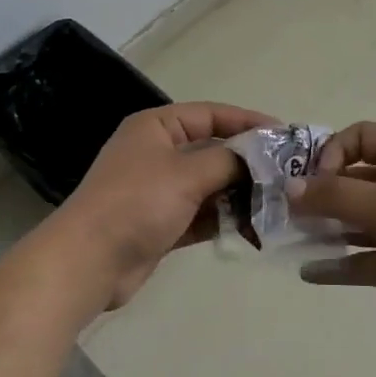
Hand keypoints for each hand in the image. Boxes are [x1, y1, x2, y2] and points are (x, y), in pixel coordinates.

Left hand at [54, 102, 274, 308]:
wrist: (88, 262)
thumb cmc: (136, 203)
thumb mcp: (186, 173)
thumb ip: (228, 161)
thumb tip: (259, 158)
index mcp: (157, 127)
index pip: (211, 114)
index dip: (248, 121)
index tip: (284, 135)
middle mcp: (157, 152)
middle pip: (212, 149)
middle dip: (248, 162)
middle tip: (287, 172)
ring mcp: (158, 189)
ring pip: (209, 184)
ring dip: (239, 192)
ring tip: (278, 201)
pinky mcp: (161, 222)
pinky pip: (201, 213)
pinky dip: (223, 217)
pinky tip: (253, 225)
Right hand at [290, 121, 375, 342]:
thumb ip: (335, 196)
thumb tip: (290, 188)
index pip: (361, 136)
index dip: (333, 151)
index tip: (316, 180)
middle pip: (355, 179)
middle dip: (321, 192)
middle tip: (288, 211)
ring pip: (357, 220)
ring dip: (327, 227)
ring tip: (292, 238)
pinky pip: (365, 258)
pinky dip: (339, 264)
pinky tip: (309, 272)